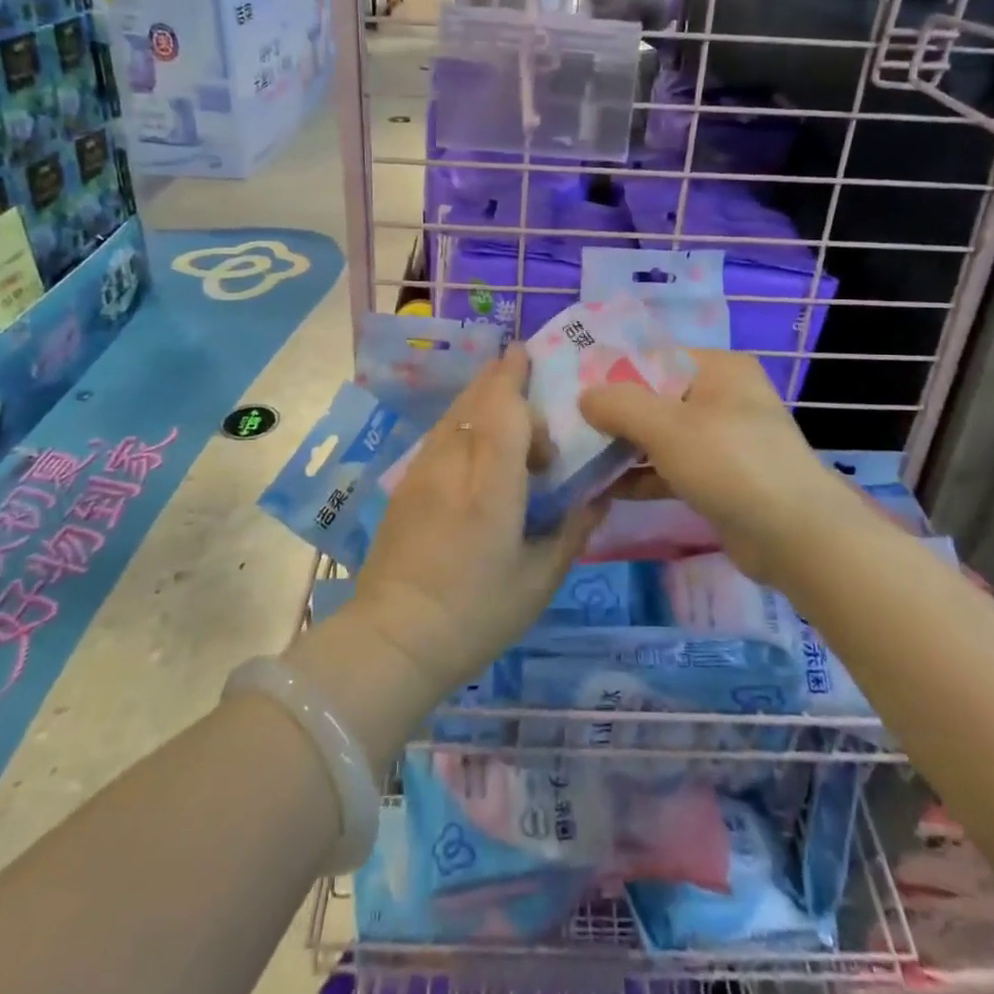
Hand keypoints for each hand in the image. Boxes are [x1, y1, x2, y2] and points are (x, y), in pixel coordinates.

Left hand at [346, 345, 602, 698]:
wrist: (394, 638)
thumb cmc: (476, 613)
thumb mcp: (539, 579)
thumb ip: (573, 530)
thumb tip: (599, 496)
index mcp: (492, 484)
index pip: (504, 409)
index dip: (516, 377)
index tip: (529, 356)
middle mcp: (454, 464)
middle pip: (475, 400)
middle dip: (498, 376)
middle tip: (520, 362)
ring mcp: (423, 471)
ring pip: (453, 413)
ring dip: (478, 395)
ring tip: (501, 391)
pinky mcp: (406, 484)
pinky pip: (440, 435)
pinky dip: (462, 420)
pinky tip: (474, 436)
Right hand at [579, 348, 849, 585]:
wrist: (796, 538)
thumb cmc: (731, 464)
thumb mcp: (668, 427)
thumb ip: (620, 405)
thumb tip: (584, 397)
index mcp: (718, 369)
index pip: (654, 359)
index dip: (612, 374)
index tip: (571, 392)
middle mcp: (722, 397)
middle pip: (655, 398)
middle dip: (614, 416)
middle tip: (568, 429)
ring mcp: (723, 440)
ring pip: (661, 436)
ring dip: (623, 449)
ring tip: (577, 460)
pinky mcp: (719, 479)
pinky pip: (671, 468)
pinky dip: (642, 476)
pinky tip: (604, 489)